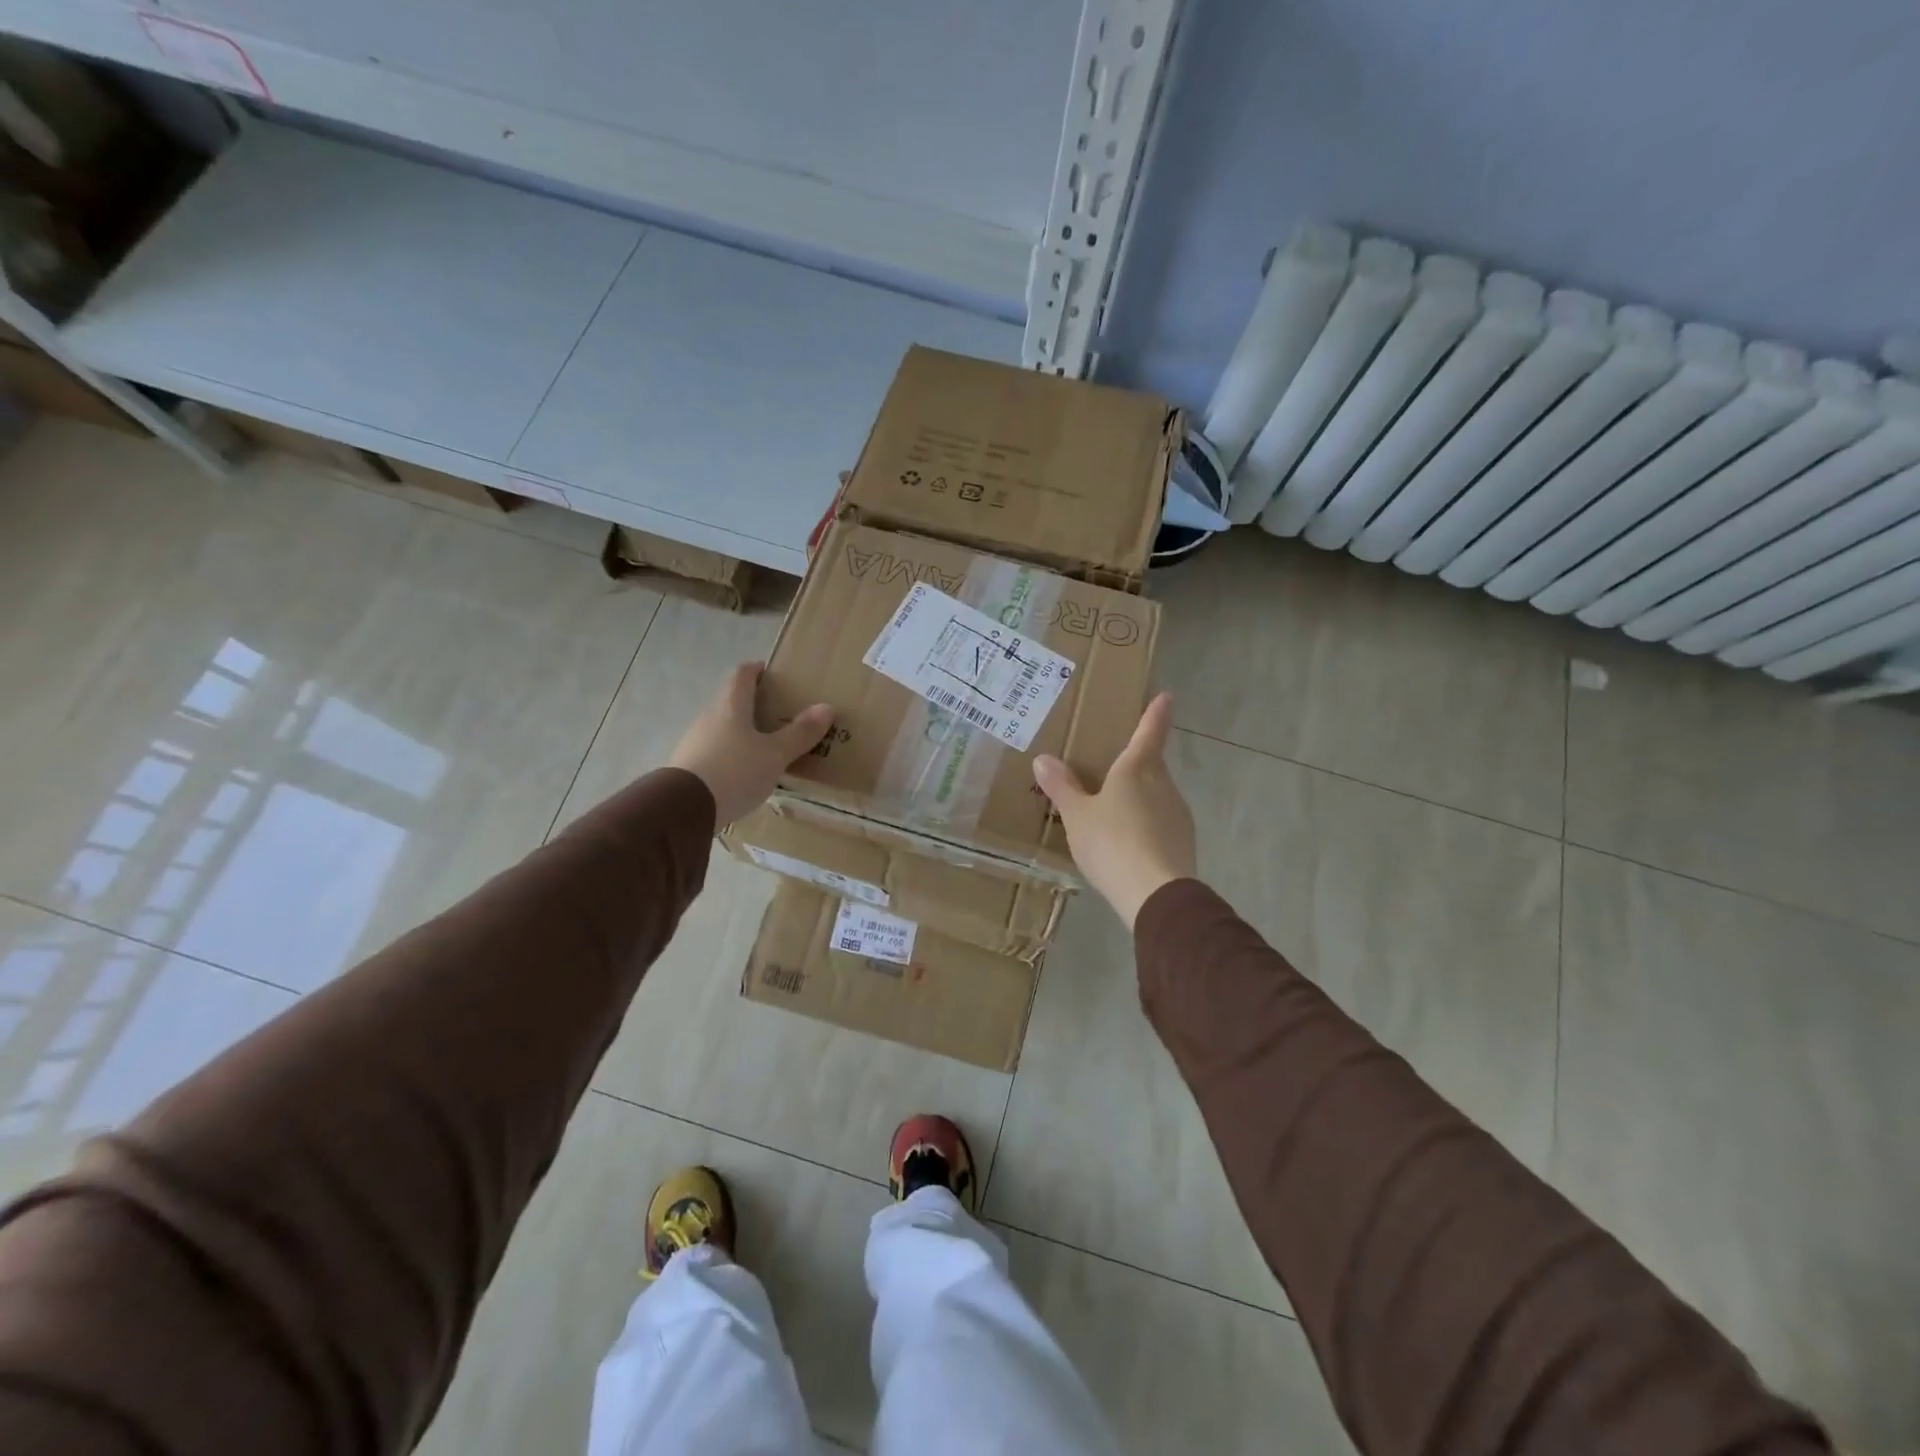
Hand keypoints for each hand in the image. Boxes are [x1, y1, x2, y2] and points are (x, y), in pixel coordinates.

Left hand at [669, 663, 831, 826]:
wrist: (684, 809)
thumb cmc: (734, 771)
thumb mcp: (774, 754)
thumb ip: (800, 733)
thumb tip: (827, 707)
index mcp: (731, 706)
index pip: (741, 675)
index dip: (756, 670)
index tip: (770, 672)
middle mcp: (709, 718)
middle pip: (731, 702)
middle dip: (752, 704)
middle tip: (778, 713)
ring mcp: (694, 743)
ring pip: (722, 729)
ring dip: (741, 732)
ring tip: (764, 747)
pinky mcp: (687, 768)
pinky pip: (714, 753)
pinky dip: (731, 756)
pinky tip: (743, 773)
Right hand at [1032, 692, 1195, 927]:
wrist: (1156, 894)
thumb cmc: (1112, 843)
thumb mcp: (1077, 816)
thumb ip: (1062, 787)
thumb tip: (1043, 759)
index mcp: (1137, 769)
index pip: (1149, 732)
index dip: (1156, 713)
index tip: (1166, 696)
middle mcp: (1163, 784)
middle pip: (1152, 765)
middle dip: (1139, 761)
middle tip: (1117, 763)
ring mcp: (1177, 814)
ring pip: (1157, 794)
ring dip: (1141, 795)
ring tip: (1115, 809)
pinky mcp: (1183, 842)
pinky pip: (1160, 822)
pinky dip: (1146, 823)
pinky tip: (1129, 841)